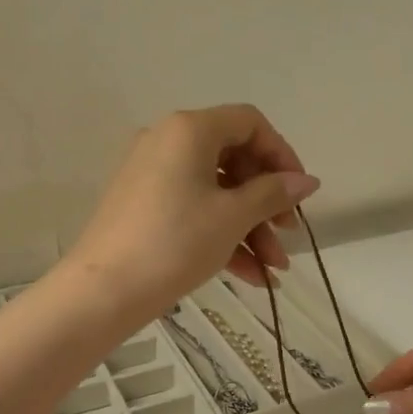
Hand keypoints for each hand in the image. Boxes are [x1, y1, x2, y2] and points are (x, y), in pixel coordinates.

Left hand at [65, 105, 319, 325]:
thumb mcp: (233, 217)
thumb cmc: (175, 242)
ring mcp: (153, 175)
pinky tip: (251, 276)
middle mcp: (168, 142)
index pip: (250, 123)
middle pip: (235, 160)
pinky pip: (194, 210)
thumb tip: (308, 181)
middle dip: (267, 202)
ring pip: (217, 192)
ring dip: (250, 228)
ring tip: (274, 269)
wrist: (104, 290)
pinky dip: (223, 236)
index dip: (282, 155)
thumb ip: (273, 194)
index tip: (300, 192)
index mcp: (190, 130)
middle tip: (287, 233)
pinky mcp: (144, 207)